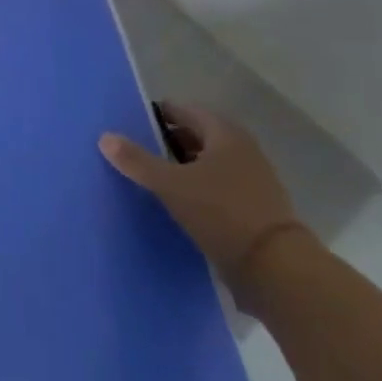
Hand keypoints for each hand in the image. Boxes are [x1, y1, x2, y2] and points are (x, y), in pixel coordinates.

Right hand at [99, 102, 307, 292]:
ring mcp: (252, 180)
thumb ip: (137, 161)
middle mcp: (242, 150)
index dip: (158, 114)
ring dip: (182, 166)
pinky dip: (197, 187)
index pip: (185, 111)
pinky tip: (178, 201)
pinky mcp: (254, 207)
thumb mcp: (171, 185)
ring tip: (153, 176)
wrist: (276, 269)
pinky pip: (217, 186)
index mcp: (225, 134)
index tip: (132, 124)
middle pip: (197, 136)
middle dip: (168, 141)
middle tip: (138, 150)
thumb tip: (105, 137)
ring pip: (208, 163)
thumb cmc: (221, 212)